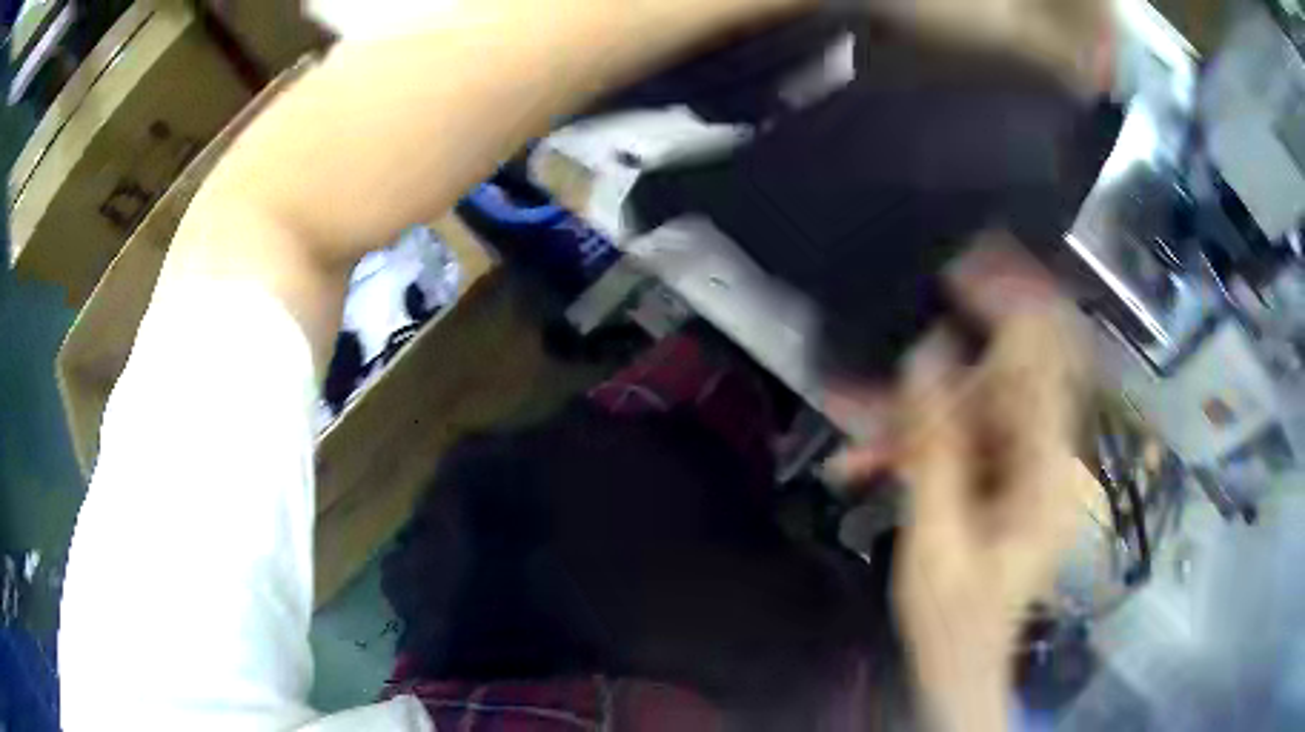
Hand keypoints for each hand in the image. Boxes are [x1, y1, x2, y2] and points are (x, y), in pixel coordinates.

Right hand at [828, 240, 1084, 730]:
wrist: (961, 663)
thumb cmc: (954, 620)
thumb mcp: (938, 542)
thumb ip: (936, 448)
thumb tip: (927, 355)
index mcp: (1045, 473)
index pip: (1046, 364)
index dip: (1014, 307)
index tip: (965, 268)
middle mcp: (1044, 457)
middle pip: (1018, 372)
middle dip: (972, 331)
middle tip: (938, 277)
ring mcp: (1022, 468)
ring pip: (979, 406)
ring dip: (919, 402)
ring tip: (853, 403)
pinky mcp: (999, 479)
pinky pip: (962, 438)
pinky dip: (915, 437)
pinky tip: (865, 454)